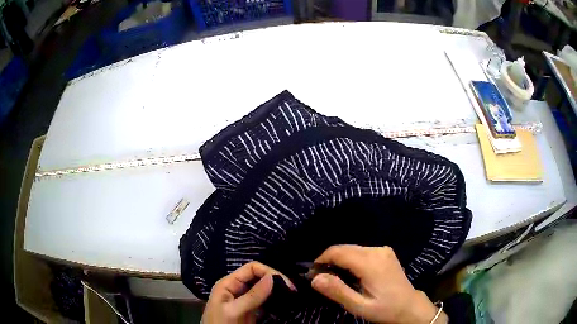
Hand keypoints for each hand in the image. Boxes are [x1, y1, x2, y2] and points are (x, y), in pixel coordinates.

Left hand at [202, 261, 295, 323]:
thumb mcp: (234, 311)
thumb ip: (252, 296)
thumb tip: (272, 277)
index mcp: (229, 283)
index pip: (251, 268)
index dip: (268, 272)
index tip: (285, 283)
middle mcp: (237, 288)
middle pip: (258, 277)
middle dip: (275, 280)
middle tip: (292, 290)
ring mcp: (244, 299)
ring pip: (263, 288)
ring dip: (276, 290)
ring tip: (291, 295)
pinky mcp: (250, 309)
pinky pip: (264, 300)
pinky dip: (274, 299)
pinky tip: (283, 302)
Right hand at [311, 245, 447, 323]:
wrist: (410, 306)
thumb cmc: (385, 309)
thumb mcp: (359, 306)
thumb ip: (338, 291)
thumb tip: (314, 278)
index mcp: (371, 263)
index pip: (338, 252)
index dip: (322, 260)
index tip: (313, 274)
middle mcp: (377, 251)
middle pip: (345, 247)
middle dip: (329, 260)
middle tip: (321, 278)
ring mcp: (383, 250)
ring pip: (352, 248)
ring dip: (339, 259)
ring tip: (335, 277)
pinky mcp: (385, 252)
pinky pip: (361, 250)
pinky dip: (350, 259)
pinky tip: (350, 273)